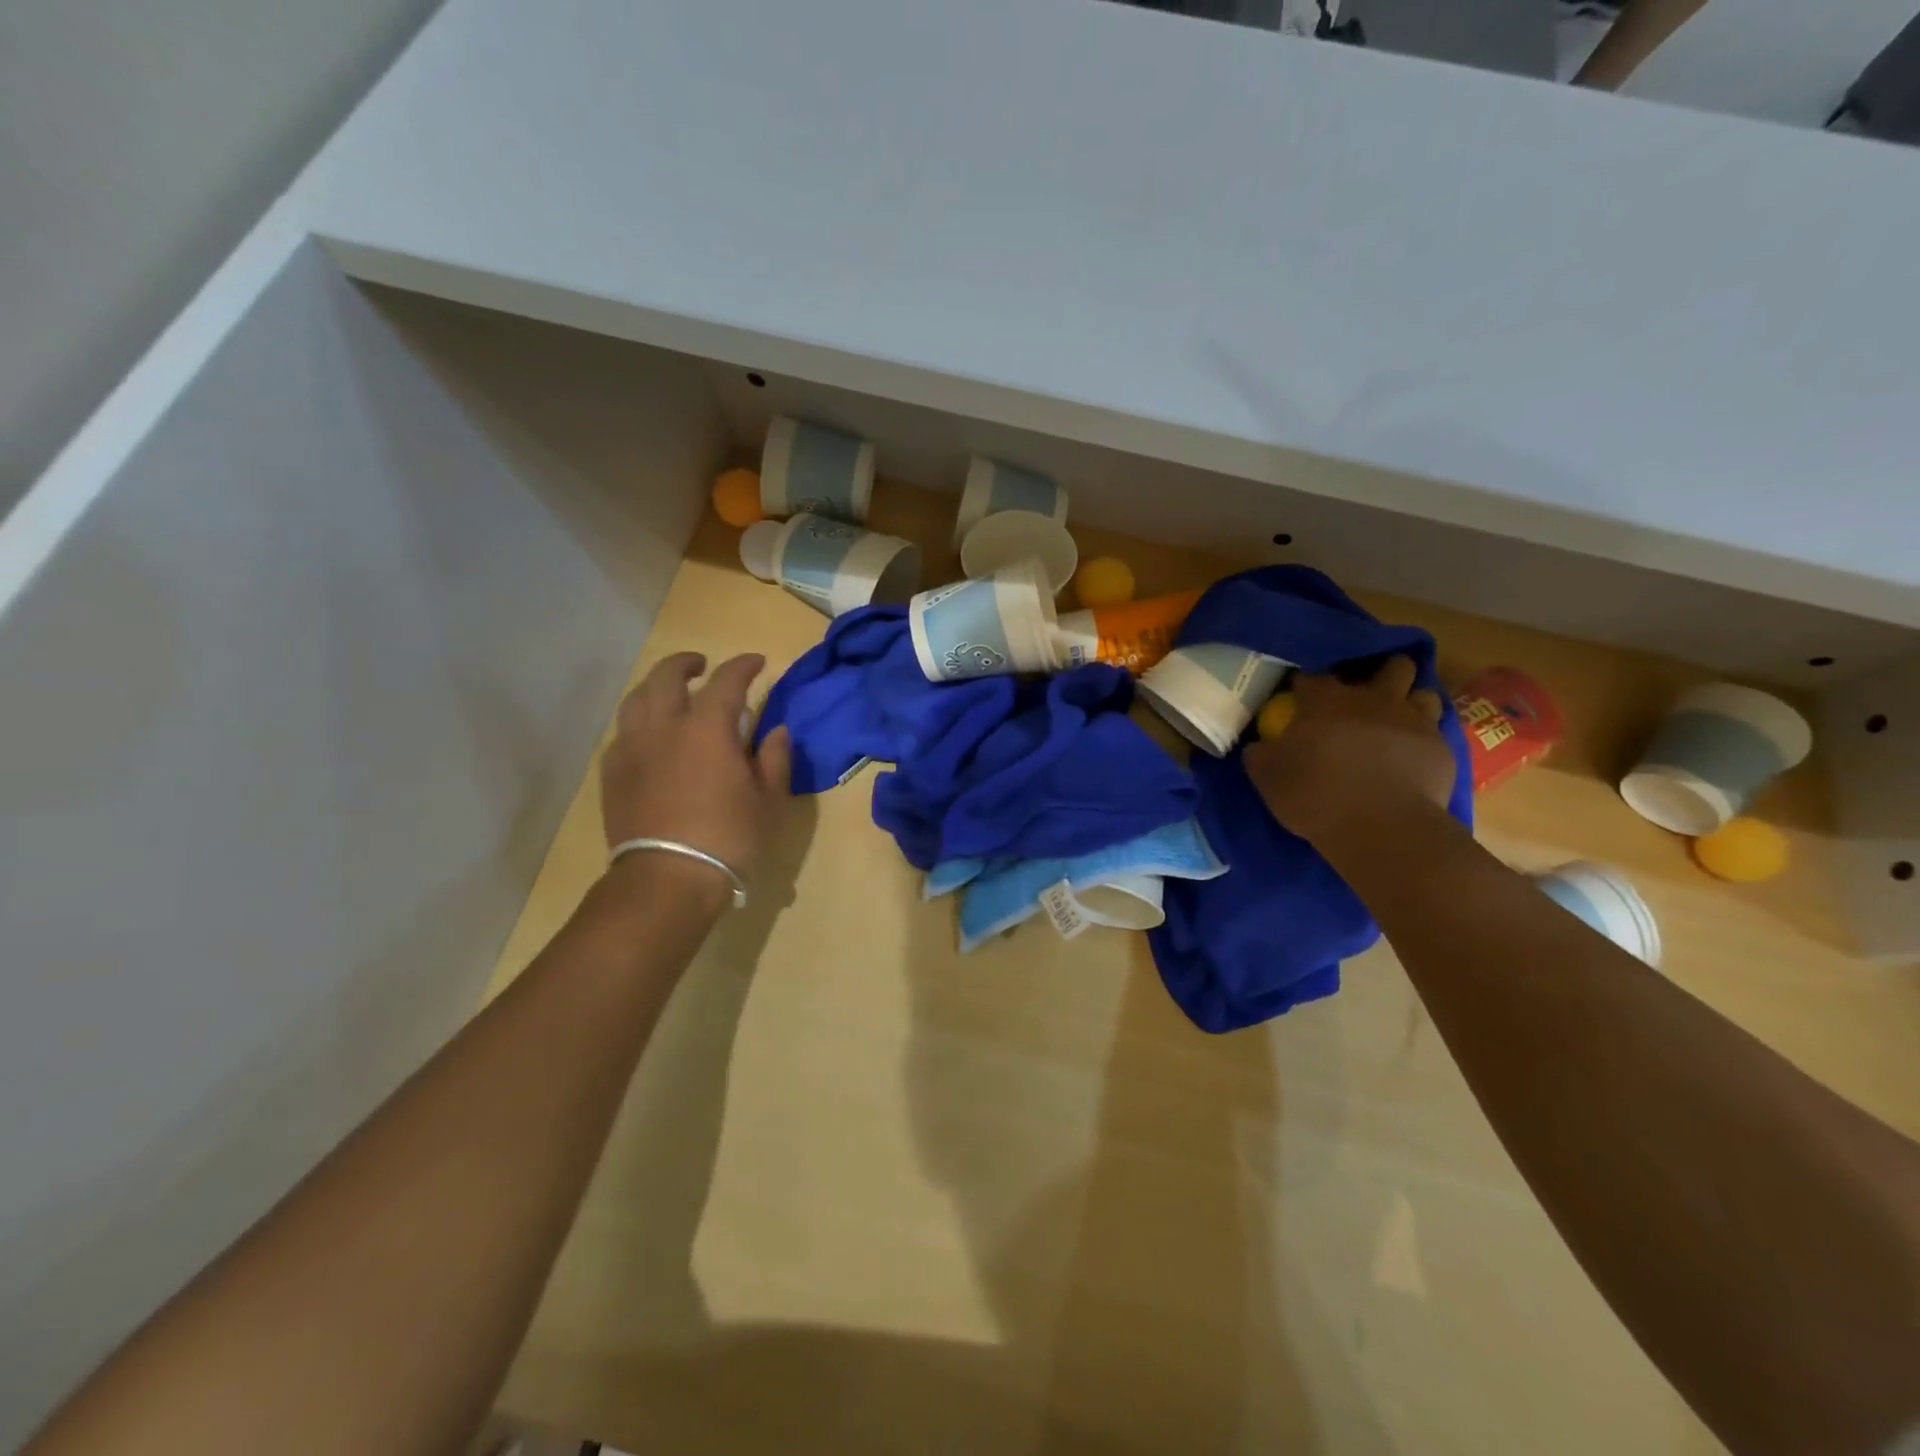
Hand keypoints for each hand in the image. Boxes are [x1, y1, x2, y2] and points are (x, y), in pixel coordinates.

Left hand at [600, 652, 791, 887]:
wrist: (666, 878)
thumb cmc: (728, 839)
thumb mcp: (769, 801)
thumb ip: (775, 759)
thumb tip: (776, 730)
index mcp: (707, 728)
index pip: (726, 680)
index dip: (743, 665)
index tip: (757, 662)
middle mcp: (664, 727)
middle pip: (667, 676)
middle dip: (686, 663)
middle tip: (702, 666)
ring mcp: (632, 748)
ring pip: (637, 699)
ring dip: (656, 687)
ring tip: (670, 694)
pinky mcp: (612, 773)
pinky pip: (623, 732)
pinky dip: (639, 722)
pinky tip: (650, 736)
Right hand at [1243, 656, 1453, 847]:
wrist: (1381, 829)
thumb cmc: (1315, 796)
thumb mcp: (1267, 777)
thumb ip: (1261, 753)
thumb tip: (1261, 744)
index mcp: (1326, 701)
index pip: (1312, 676)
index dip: (1304, 685)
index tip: (1297, 699)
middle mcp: (1374, 699)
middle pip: (1389, 666)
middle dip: (1380, 674)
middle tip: (1365, 697)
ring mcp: (1413, 721)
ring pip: (1422, 693)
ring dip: (1409, 703)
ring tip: (1396, 724)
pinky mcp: (1441, 749)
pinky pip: (1435, 733)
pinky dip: (1422, 740)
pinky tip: (1411, 759)